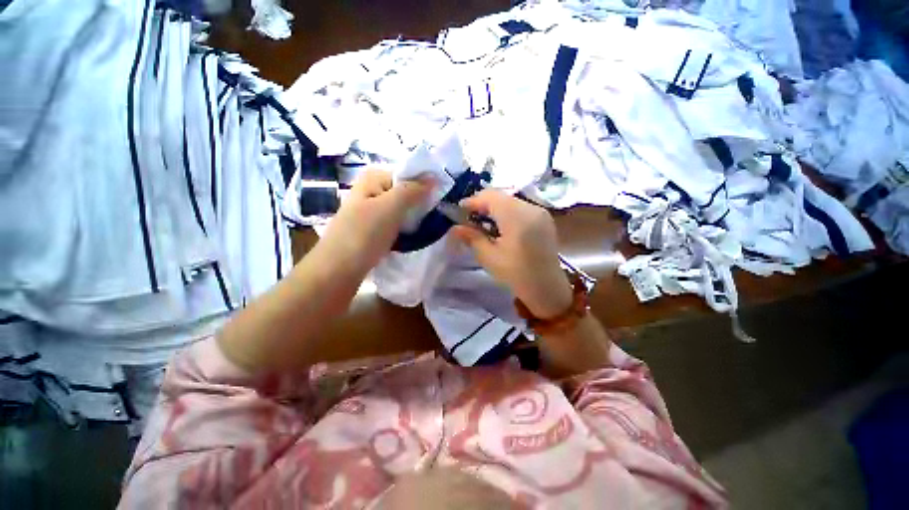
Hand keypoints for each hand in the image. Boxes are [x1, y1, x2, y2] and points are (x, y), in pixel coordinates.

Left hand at [321, 169, 431, 271]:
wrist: (338, 270)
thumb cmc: (363, 235)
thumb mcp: (390, 208)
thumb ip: (412, 190)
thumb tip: (434, 177)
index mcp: (374, 178)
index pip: (408, 174)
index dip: (426, 185)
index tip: (442, 201)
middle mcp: (373, 190)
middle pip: (406, 192)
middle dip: (422, 203)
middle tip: (438, 216)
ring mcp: (373, 210)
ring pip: (404, 209)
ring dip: (416, 217)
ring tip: (430, 227)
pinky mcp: (375, 228)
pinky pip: (398, 222)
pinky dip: (408, 227)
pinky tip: (416, 235)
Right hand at [452, 190, 572, 318]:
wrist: (547, 288)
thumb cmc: (516, 274)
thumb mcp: (489, 257)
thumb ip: (472, 238)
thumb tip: (455, 227)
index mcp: (517, 217)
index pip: (490, 196)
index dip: (472, 201)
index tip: (459, 211)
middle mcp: (531, 208)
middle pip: (501, 196)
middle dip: (482, 204)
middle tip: (470, 219)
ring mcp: (540, 212)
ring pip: (510, 201)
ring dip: (494, 208)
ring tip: (484, 224)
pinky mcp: (544, 218)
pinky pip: (521, 207)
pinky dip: (507, 212)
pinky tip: (501, 227)